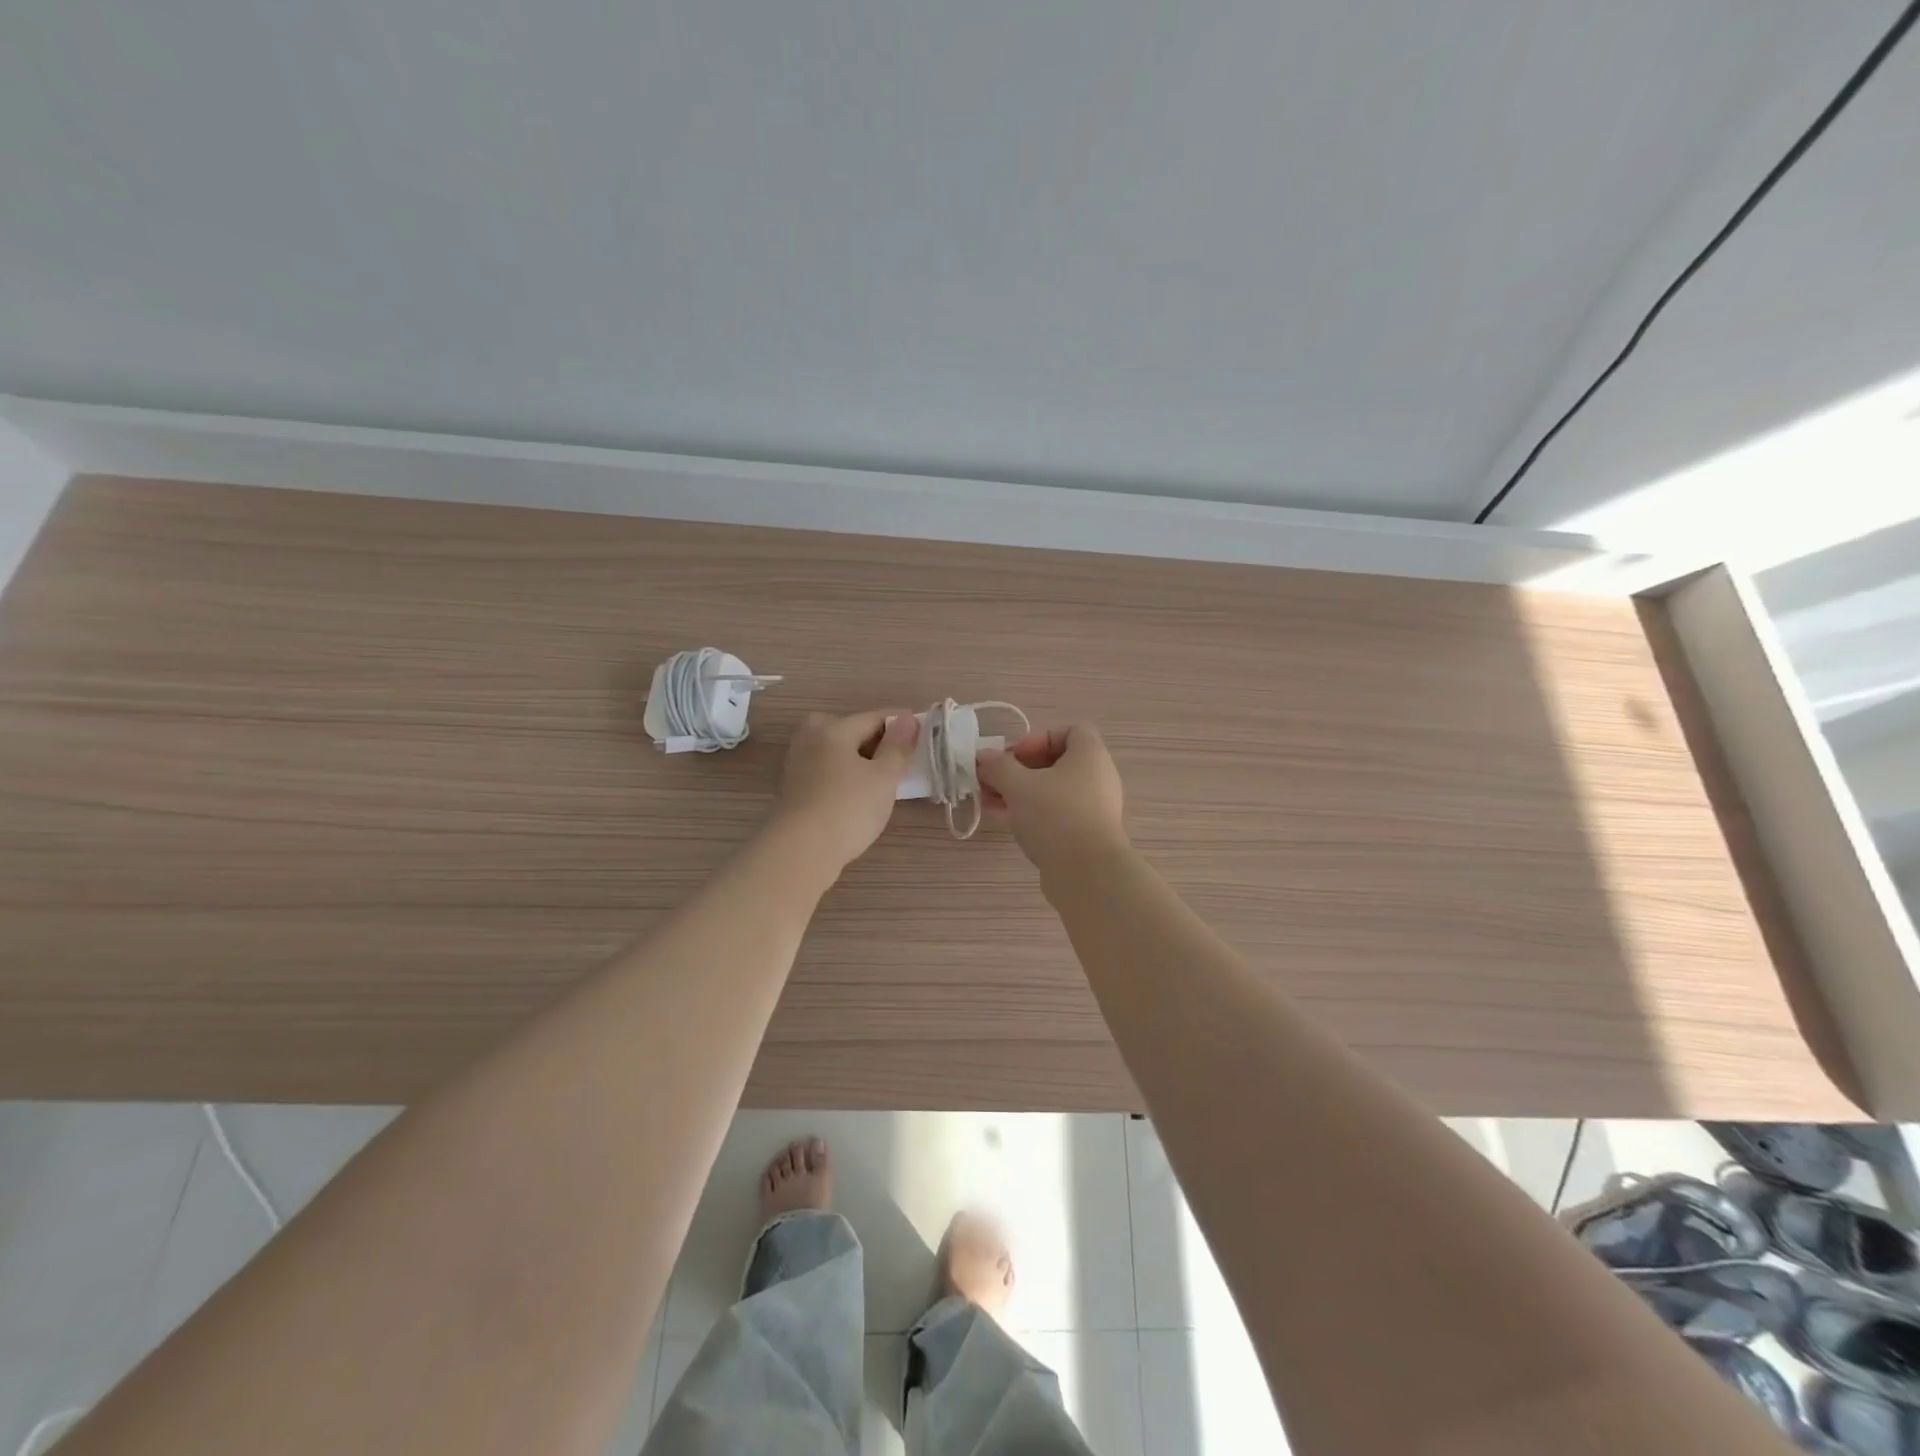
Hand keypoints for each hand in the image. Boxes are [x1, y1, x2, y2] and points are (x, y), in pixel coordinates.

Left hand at [768, 709, 919, 872]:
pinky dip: (844, 775)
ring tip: (883, 779)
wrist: (799, 851)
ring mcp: (797, 762)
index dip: (901, 724)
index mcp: (833, 728)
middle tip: (901, 759)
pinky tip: (857, 794)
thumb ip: (898, 747)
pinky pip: (826, 770)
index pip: (874, 717)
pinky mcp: (792, 787)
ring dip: (860, 760)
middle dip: (877, 741)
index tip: (923, 733)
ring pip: (837, 751)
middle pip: (851, 730)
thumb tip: (908, 719)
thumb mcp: (883, 778)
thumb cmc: (848, 808)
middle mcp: (810, 738)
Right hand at [976, 723, 1126, 872]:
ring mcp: (1092, 808)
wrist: (1087, 873)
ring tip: (988, 800)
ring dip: (1018, 792)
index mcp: (1090, 755)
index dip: (1038, 738)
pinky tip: (1000, 819)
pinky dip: (1029, 812)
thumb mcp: (1018, 785)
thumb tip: (983, 757)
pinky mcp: (1084, 835)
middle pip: (1055, 763)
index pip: (1071, 731)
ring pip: (1051, 791)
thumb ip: (998, 767)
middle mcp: (1096, 778)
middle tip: (992, 779)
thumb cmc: (1055, 815)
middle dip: (1019, 769)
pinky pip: (1054, 814)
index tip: (1014, 756)